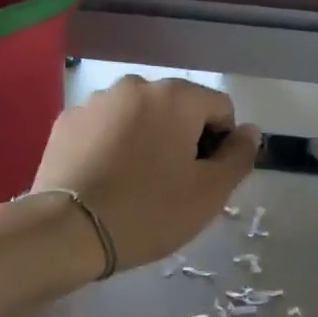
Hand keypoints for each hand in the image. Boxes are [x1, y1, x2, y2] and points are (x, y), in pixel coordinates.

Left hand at [32, 76, 258, 272]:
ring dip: (148, 141)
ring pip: (140, 118)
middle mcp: (136, 86)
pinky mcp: (67, 122)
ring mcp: (96, 101)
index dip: (222, 146)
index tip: (204, 181)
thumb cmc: (149, 212)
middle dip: (183, 140)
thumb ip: (239, 157)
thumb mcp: (209, 193)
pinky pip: (106, 128)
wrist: (68, 231)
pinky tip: (106, 180)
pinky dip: (114, 146)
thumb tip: (250, 131)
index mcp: (176, 96)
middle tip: (172, 186)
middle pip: (178, 109)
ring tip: (135, 184)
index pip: (220, 109)